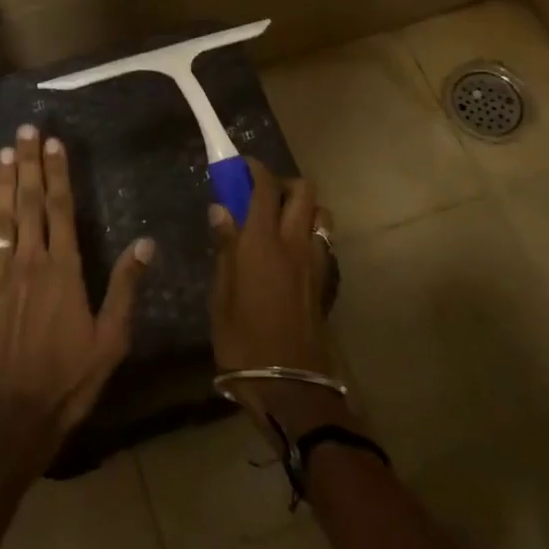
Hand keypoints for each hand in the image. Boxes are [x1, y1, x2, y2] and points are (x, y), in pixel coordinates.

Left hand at [0, 125, 153, 441]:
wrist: (6, 420)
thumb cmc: (65, 383)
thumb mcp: (110, 341)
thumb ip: (125, 289)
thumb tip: (145, 244)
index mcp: (63, 271)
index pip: (61, 210)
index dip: (58, 174)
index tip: (53, 144)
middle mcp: (28, 263)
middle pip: (29, 204)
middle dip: (29, 165)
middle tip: (24, 131)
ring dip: (1, 184)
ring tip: (3, 153)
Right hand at [208, 157, 352, 439]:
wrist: (289, 383)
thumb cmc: (243, 339)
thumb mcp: (221, 294)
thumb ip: (224, 247)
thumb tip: (221, 210)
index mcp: (262, 241)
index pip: (265, 186)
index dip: (254, 168)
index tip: (240, 165)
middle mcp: (295, 242)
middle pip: (304, 190)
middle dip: (284, 182)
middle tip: (261, 195)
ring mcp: (317, 261)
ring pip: (320, 213)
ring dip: (302, 207)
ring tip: (279, 222)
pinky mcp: (327, 281)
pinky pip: (324, 241)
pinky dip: (311, 233)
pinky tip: (292, 253)